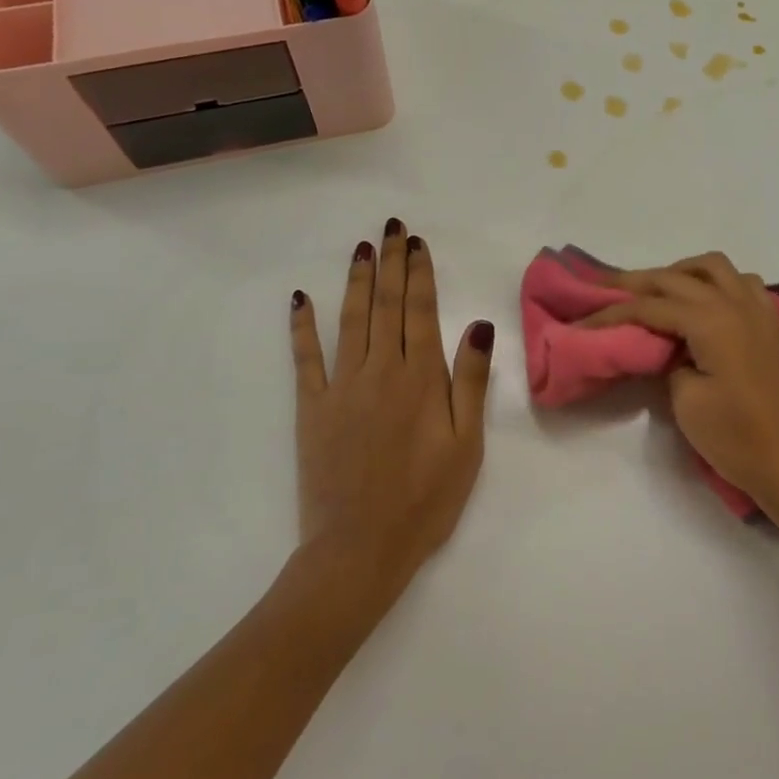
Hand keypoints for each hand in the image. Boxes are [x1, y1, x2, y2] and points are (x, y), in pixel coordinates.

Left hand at [288, 220, 493, 602]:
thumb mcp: (467, 444)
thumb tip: (478, 324)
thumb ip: (470, 381)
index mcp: (421, 378)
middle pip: (386, 305)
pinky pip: (304, 359)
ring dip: (355, 281)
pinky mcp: (312, 409)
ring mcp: (341, 387)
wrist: (360, 549)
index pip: (421, 311)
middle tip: (392, 228)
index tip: (418, 244)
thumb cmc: (425, 499)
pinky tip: (300, 299)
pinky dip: (302, 326)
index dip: (420, 274)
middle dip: (391, 264)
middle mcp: (381, 371)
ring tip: (362, 249)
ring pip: (350, 321)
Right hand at [584, 252, 778, 523]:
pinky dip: (717, 283)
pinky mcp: (772, 324)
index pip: (651, 306)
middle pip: (677, 278)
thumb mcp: (686, 401)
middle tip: (606, 288)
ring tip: (659, 293)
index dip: (613, 312)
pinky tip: (705, 305)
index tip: (584, 319)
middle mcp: (736, 303)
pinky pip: (743, 283)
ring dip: (682, 272)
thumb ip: (668, 362)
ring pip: (715, 267)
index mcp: (712, 320)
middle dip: (638, 282)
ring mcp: (760, 310)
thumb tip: (666, 346)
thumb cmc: (736, 437)